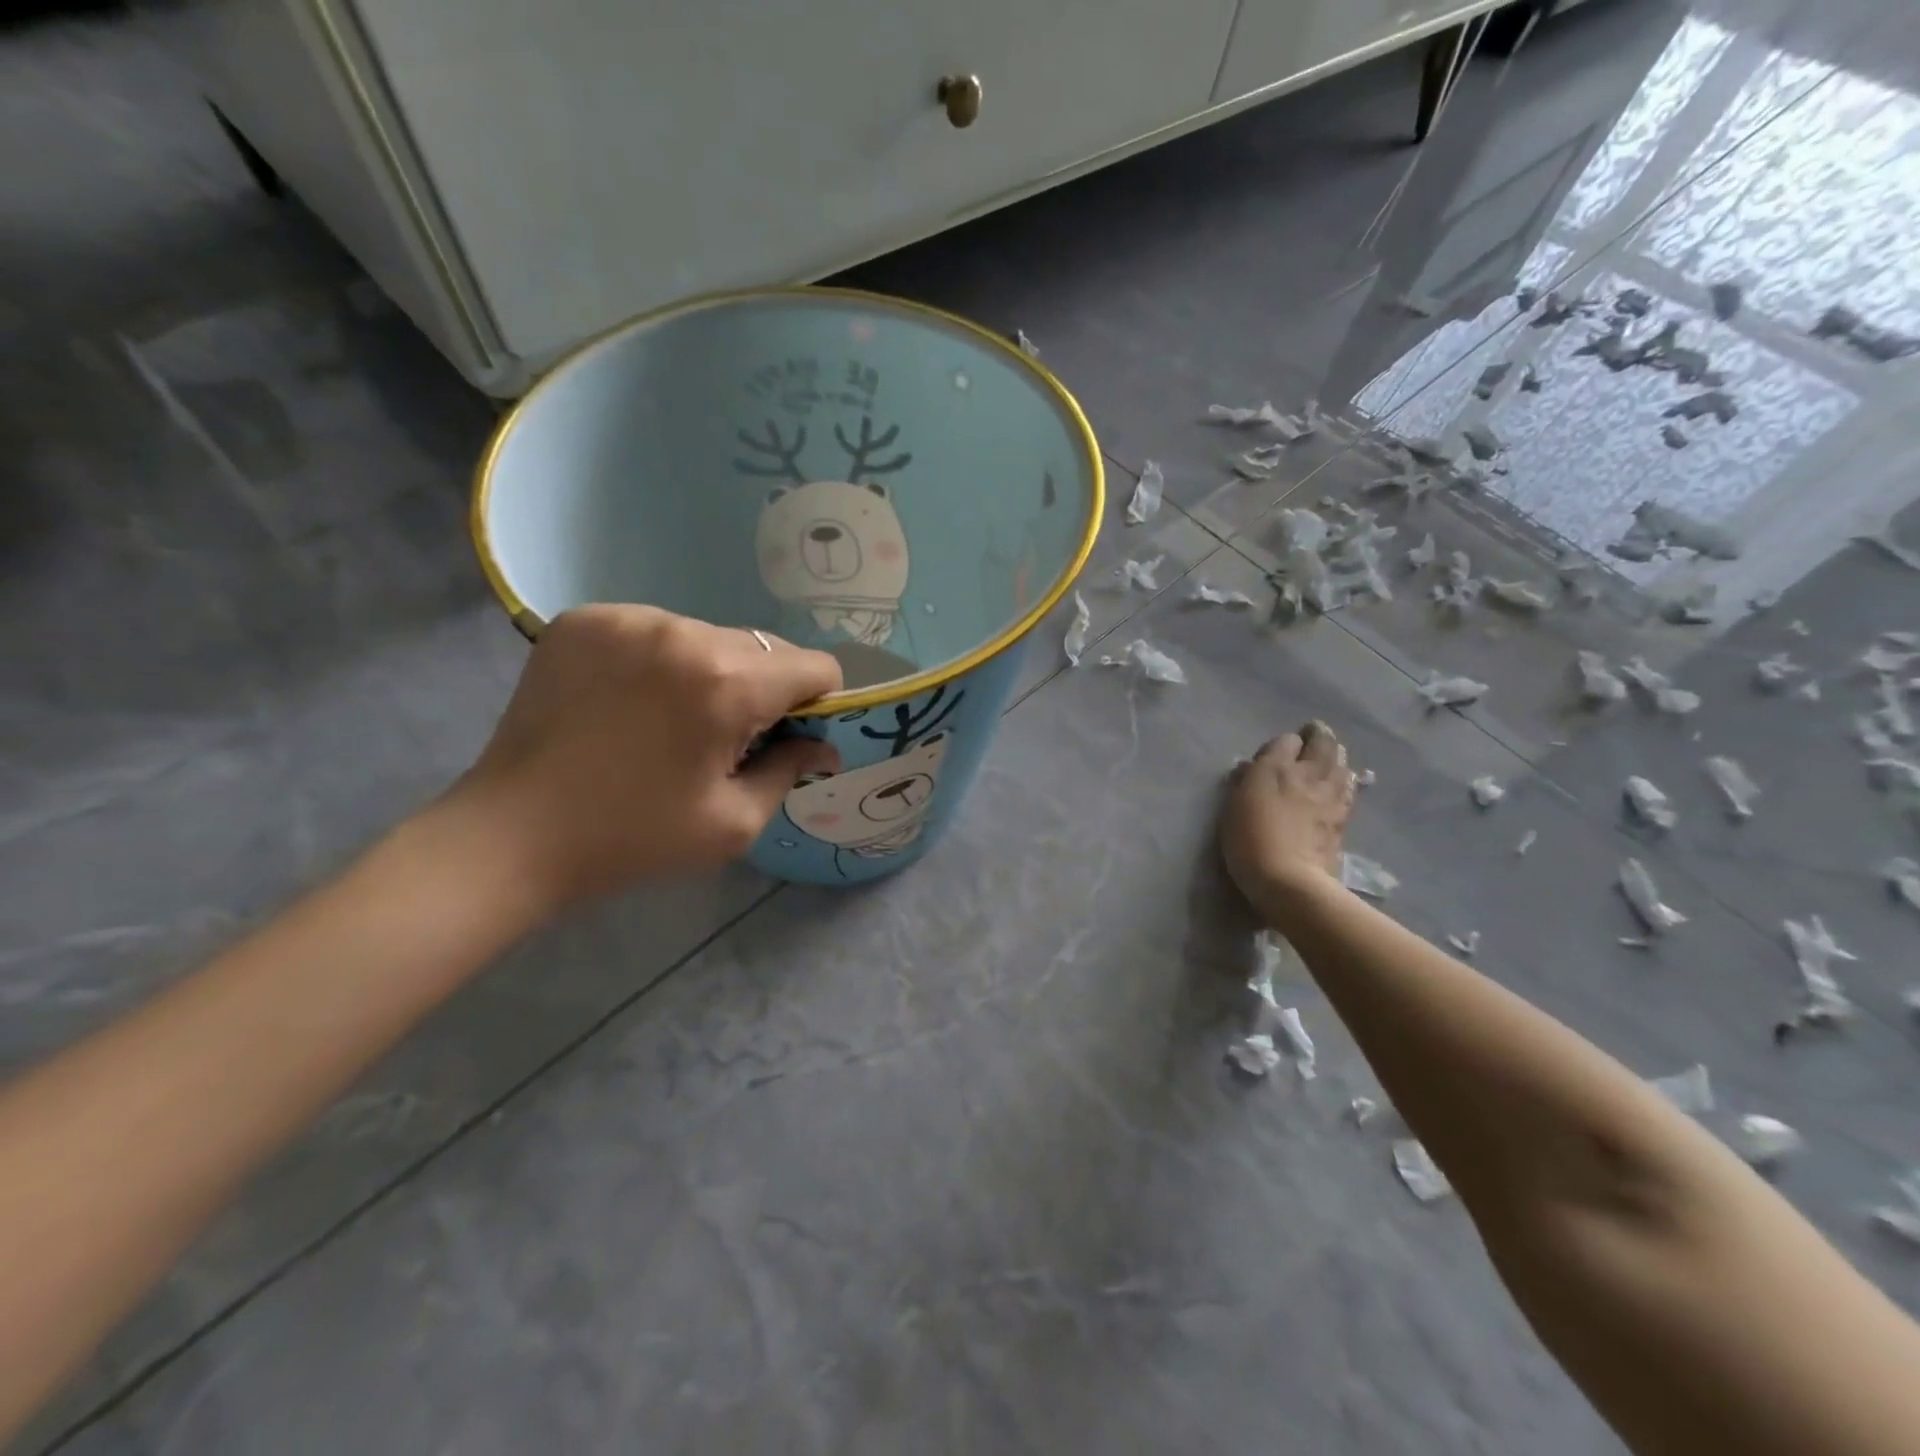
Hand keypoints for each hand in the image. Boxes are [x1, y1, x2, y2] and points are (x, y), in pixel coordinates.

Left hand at [451, 606, 842, 907]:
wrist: (511, 836)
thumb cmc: (634, 837)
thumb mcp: (732, 822)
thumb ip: (789, 771)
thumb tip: (823, 746)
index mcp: (727, 683)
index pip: (815, 666)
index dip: (818, 702)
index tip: (789, 735)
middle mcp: (683, 632)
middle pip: (764, 648)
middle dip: (763, 688)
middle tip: (726, 737)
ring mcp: (628, 619)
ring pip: (708, 635)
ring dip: (710, 671)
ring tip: (670, 719)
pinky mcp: (583, 620)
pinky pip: (654, 629)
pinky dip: (659, 660)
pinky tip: (630, 700)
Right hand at [1220, 720, 1353, 914]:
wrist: (1289, 880)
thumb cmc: (1250, 840)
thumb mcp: (1234, 806)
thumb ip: (1244, 781)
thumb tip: (1249, 767)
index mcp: (1278, 768)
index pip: (1287, 740)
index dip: (1283, 744)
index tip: (1275, 753)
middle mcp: (1309, 774)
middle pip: (1323, 742)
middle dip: (1318, 736)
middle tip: (1311, 736)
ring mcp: (1331, 795)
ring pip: (1342, 761)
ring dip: (1335, 755)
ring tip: (1327, 757)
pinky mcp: (1343, 817)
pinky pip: (1348, 785)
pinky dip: (1344, 777)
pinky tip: (1341, 781)